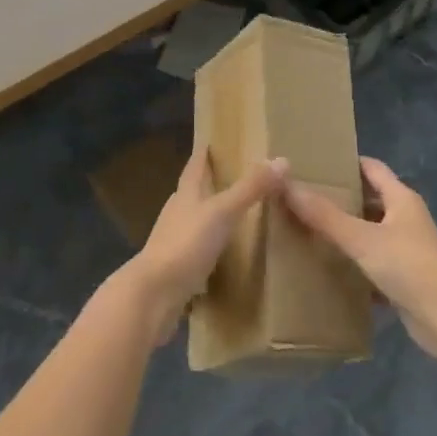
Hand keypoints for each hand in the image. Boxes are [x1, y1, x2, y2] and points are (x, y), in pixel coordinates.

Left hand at [122, 145, 289, 344]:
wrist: (154, 294)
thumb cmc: (186, 244)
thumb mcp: (222, 212)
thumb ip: (250, 188)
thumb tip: (282, 160)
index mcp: (185, 195)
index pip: (195, 166)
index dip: (203, 154)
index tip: (212, 141)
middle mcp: (177, 213)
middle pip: (193, 192)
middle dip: (209, 184)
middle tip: (233, 177)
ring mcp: (174, 242)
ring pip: (194, 221)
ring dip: (210, 216)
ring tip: (233, 214)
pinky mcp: (176, 268)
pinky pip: (196, 250)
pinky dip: (210, 247)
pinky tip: (223, 254)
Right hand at [284, 157, 436, 360]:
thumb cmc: (408, 264)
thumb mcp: (361, 237)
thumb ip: (324, 215)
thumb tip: (286, 184)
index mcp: (401, 199)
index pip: (372, 168)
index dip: (347, 163)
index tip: (316, 164)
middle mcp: (406, 220)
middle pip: (371, 201)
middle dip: (342, 199)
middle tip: (305, 199)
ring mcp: (408, 251)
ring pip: (371, 235)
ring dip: (347, 234)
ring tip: (310, 232)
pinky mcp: (406, 281)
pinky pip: (374, 266)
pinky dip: (355, 267)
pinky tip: (330, 271)